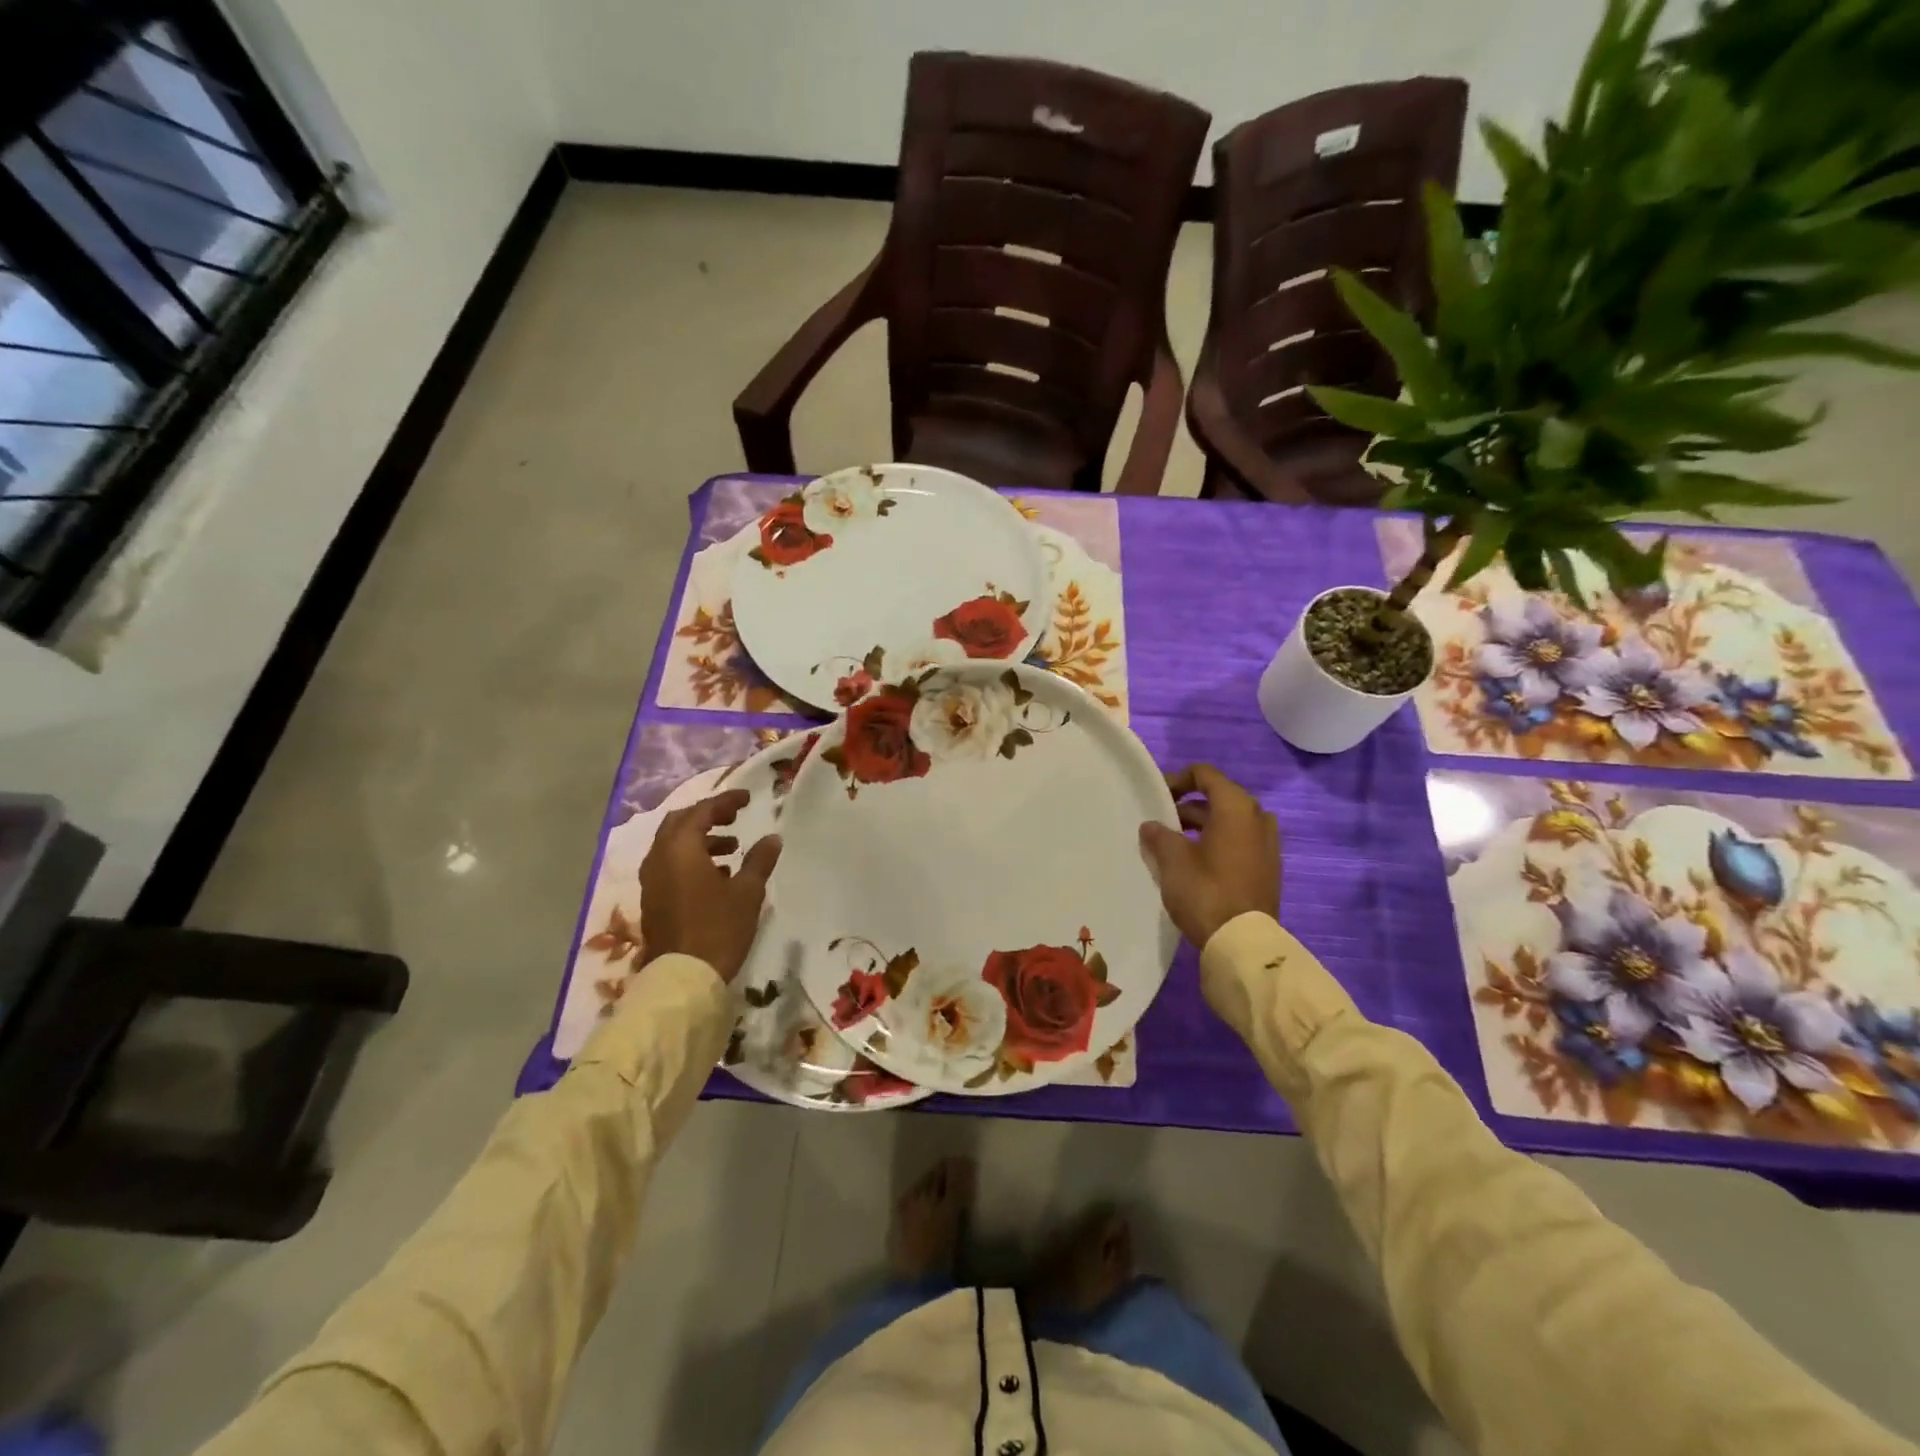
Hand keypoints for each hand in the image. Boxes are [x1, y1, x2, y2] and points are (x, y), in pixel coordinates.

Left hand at [639, 789, 781, 982]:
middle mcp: (659, 859)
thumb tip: (772, 838)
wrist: (683, 977)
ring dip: (700, 839)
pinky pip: (670, 866)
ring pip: (672, 846)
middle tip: (734, 817)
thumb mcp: (747, 892)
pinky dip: (691, 860)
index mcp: (680, 849)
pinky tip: (717, 875)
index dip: (725, 801)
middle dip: (707, 816)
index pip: (701, 811)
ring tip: (732, 848)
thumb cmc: (718, 928)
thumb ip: (759, 860)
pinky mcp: (653, 901)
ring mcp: (651, 881)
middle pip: (679, 823)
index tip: (747, 797)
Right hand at [1138, 765, 1280, 948]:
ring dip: (1202, 826)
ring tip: (1173, 844)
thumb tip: (1152, 826)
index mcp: (1237, 807)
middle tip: (1161, 822)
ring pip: (1229, 823)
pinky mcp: (1268, 868)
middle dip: (1188, 806)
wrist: (1244, 943)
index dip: (1177, 780)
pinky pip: (1239, 842)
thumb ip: (1159, 835)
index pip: (1205, 775)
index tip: (1156, 797)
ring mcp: (1267, 845)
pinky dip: (1217, 843)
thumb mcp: (1172, 860)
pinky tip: (1195, 863)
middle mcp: (1258, 818)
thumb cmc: (1206, 891)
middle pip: (1218, 798)